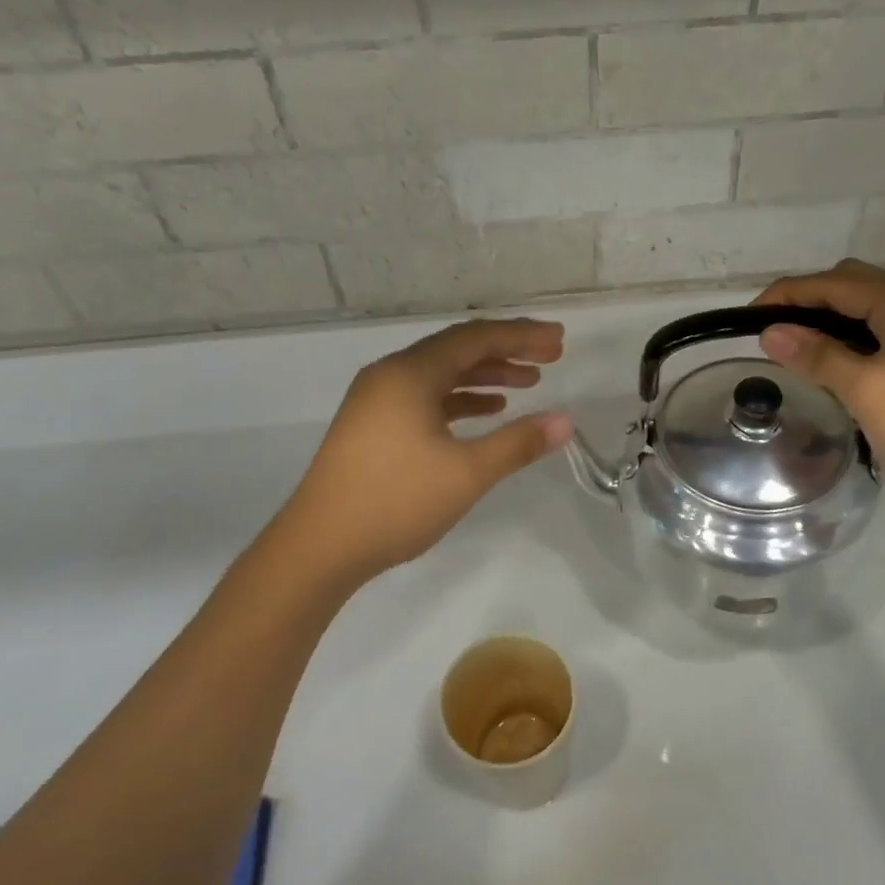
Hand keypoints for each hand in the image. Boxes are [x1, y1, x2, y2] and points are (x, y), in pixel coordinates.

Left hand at [279, 318, 573, 581]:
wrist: (318, 548)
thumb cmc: (395, 502)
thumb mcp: (466, 473)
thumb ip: (517, 443)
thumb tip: (565, 421)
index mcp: (409, 374)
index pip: (475, 338)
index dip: (521, 336)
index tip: (558, 341)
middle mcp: (390, 375)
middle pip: (457, 349)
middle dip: (506, 351)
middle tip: (550, 357)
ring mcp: (376, 400)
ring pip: (440, 374)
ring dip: (484, 375)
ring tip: (527, 384)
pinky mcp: (372, 425)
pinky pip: (424, 397)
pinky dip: (459, 399)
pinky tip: (486, 411)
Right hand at [753, 259, 884, 509]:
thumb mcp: (866, 392)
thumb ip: (817, 355)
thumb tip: (771, 332)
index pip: (833, 283)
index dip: (786, 295)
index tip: (748, 319)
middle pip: (855, 285)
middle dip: (809, 302)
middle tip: (776, 335)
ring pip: (873, 309)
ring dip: (834, 321)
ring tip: (803, 352)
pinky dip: (858, 338)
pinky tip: (846, 366)